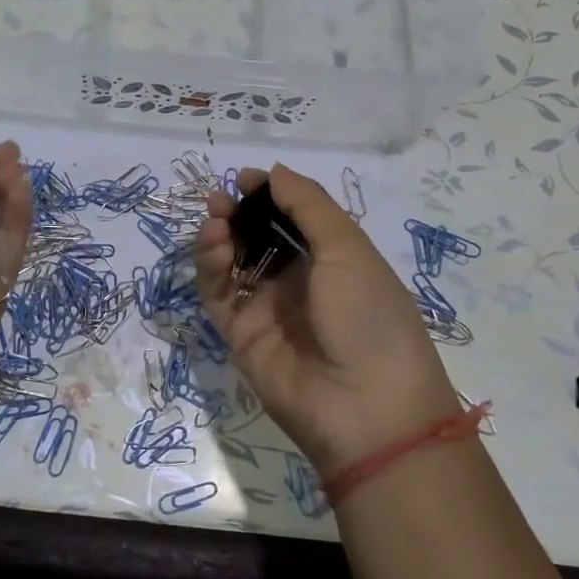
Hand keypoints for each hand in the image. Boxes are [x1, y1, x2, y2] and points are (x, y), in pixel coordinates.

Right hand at [194, 163, 461, 475]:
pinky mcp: (240, 333)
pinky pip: (218, 293)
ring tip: (215, 222)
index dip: (268, 196)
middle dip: (237, 214)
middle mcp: (297, 281)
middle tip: (219, 200)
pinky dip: (210, 267)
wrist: (365, 407)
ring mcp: (266, 308)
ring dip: (220, 237)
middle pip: (256, 238)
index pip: (291, 219)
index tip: (244, 178)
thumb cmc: (368, 316)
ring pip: (232, 262)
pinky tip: (214, 247)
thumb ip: (308, 206)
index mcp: (332, 259)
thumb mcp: (348, 250)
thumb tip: (274, 171)